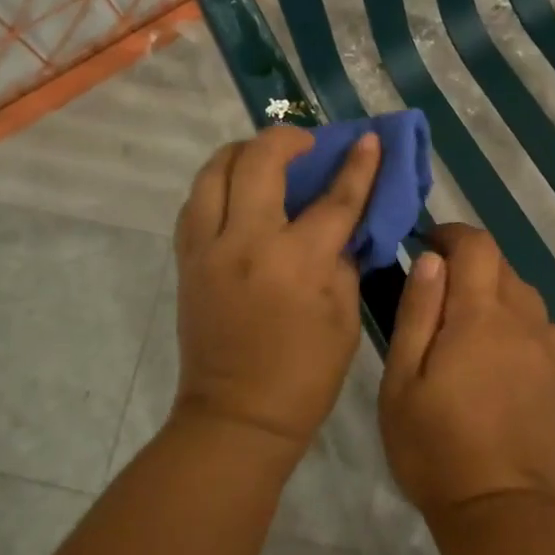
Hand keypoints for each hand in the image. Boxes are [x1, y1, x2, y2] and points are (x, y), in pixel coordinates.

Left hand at [172, 127, 380, 455]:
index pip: (335, 198)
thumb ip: (343, 259)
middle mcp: (247, 242)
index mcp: (298, 262)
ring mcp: (208, 249)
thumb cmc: (304, 374)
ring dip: (241, 152)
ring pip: (213, 171)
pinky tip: (236, 192)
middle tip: (305, 143)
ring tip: (263, 157)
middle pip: (259, 161)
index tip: (368, 138)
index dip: (357, 165)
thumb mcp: (345, 317)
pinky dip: (217, 185)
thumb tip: (342, 223)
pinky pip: (195, 203)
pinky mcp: (187, 260)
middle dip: (286, 137)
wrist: (236, 417)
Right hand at [379, 224, 554, 526]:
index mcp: (480, 314)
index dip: (453, 234)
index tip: (428, 244)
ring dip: (497, 294)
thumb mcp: (402, 380)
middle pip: (502, 266)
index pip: (476, 245)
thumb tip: (431, 260)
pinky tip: (504, 356)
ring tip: (470, 327)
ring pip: (525, 296)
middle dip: (470, 265)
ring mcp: (551, 348)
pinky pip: (545, 328)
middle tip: (439, 294)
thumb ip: (417, 312)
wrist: (502, 513)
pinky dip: (522, 324)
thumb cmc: (436, 447)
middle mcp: (524, 319)